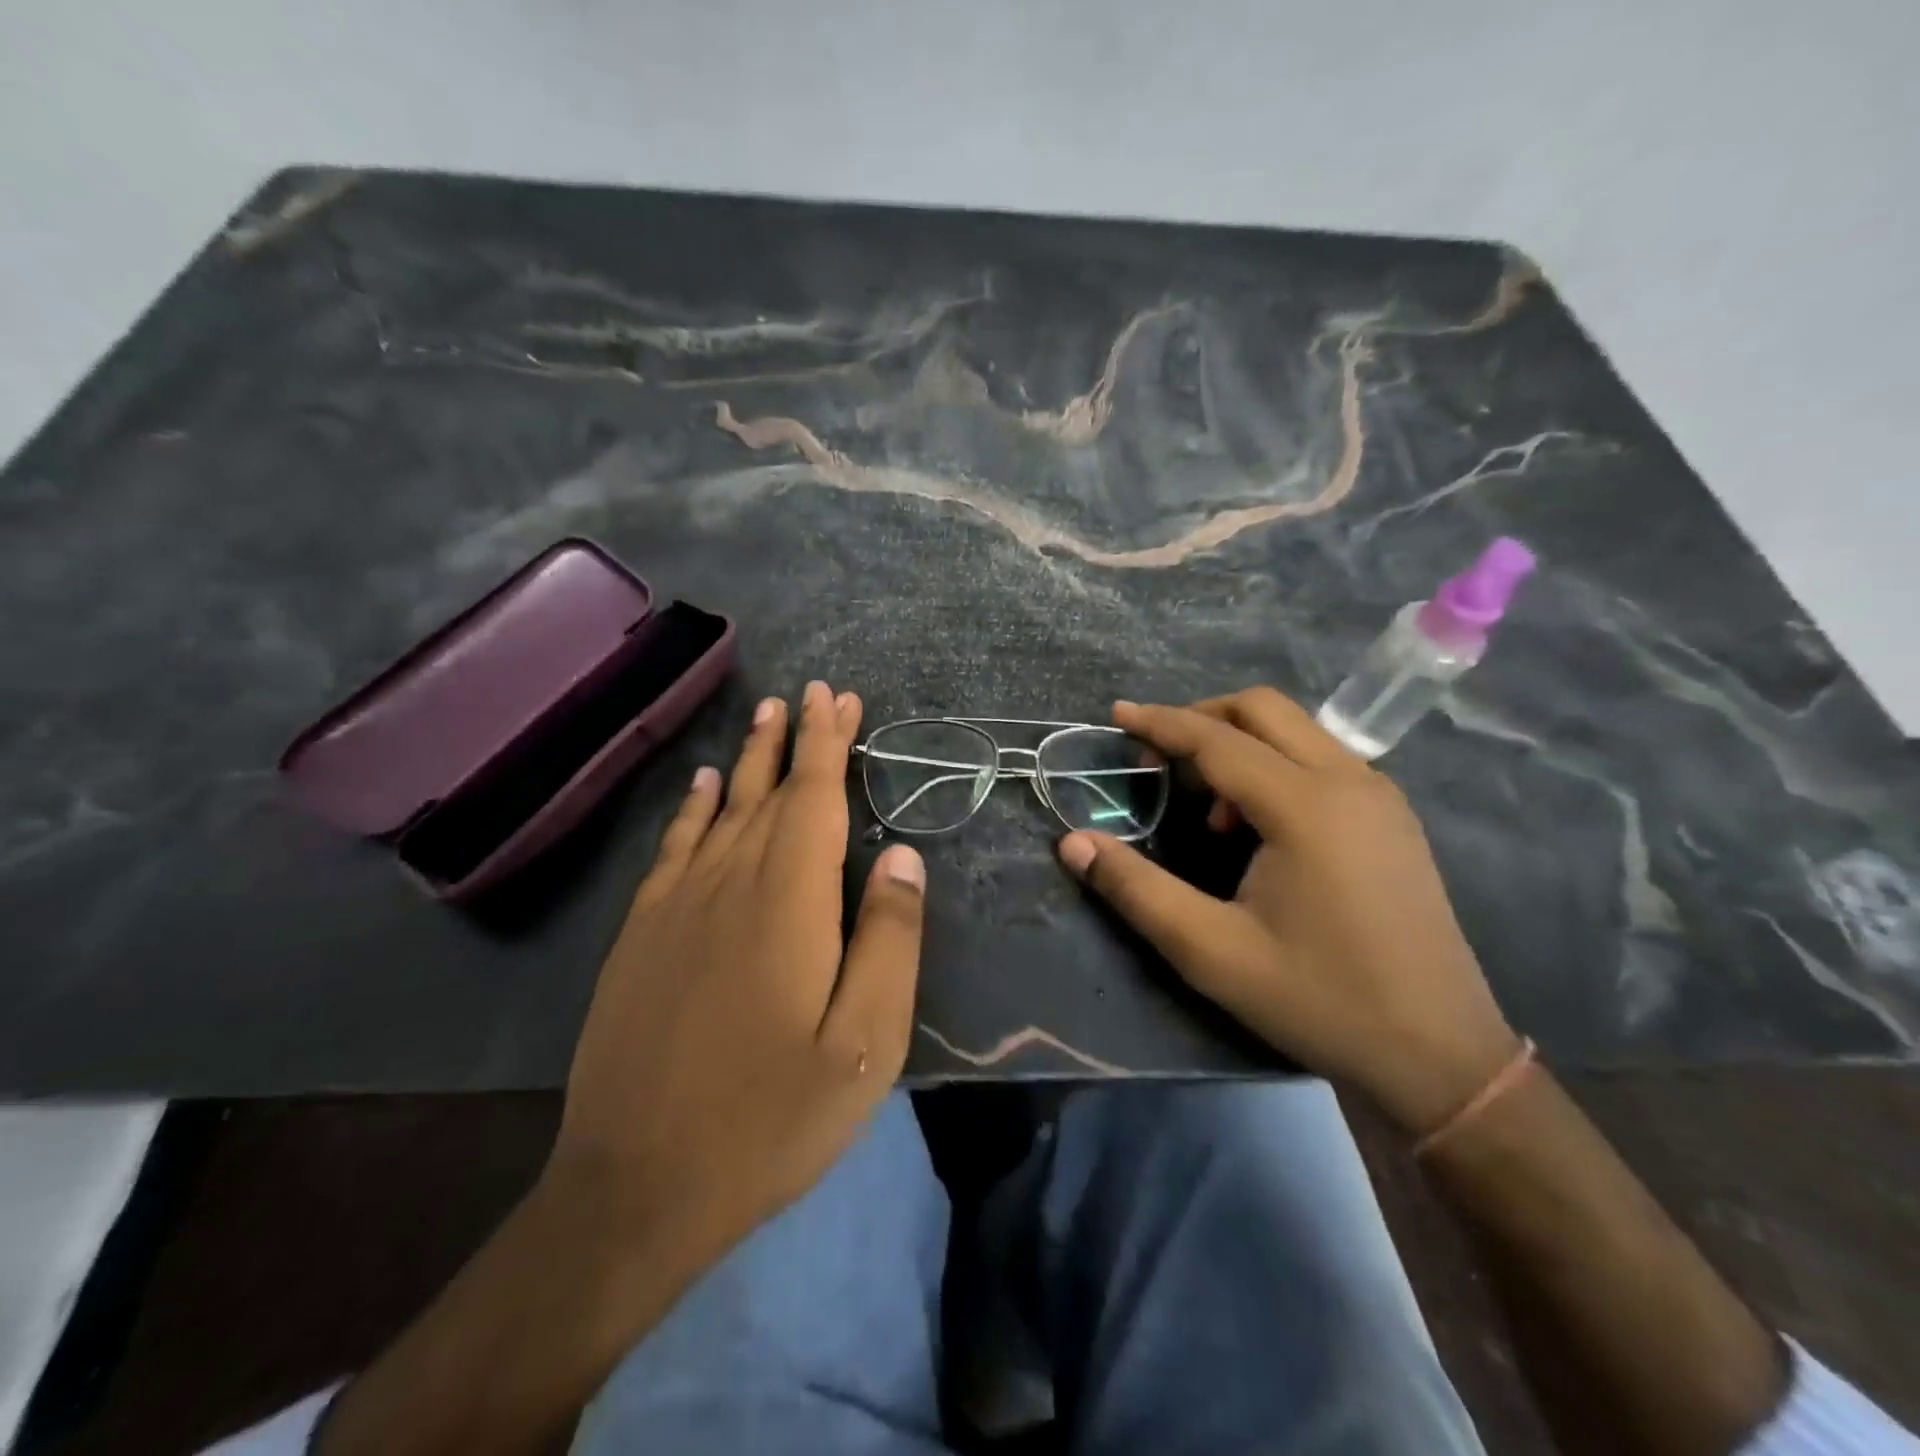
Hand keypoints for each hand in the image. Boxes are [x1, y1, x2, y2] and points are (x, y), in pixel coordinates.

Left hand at [544, 680, 926, 1268]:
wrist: (637, 1187)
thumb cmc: (770, 1118)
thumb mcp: (864, 1045)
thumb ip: (888, 943)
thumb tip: (902, 858)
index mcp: (789, 904)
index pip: (814, 800)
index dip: (829, 745)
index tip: (837, 698)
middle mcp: (730, 885)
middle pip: (770, 793)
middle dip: (796, 739)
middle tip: (814, 694)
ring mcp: (676, 908)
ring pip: (722, 811)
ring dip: (749, 760)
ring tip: (767, 716)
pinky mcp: (641, 935)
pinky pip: (673, 849)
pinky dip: (693, 809)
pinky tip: (704, 786)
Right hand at [1057, 686, 1518, 1134]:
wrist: (1440, 1056)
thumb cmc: (1319, 1000)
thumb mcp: (1211, 952)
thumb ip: (1136, 889)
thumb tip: (1072, 843)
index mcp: (1305, 806)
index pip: (1217, 740)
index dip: (1160, 723)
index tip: (1116, 714)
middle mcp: (1350, 781)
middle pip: (1263, 710)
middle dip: (1201, 717)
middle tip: (1155, 753)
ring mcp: (1380, 796)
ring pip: (1297, 730)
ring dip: (1240, 742)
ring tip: (1205, 802)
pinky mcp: (1393, 818)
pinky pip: (1322, 758)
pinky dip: (1275, 763)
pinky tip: (1256, 824)